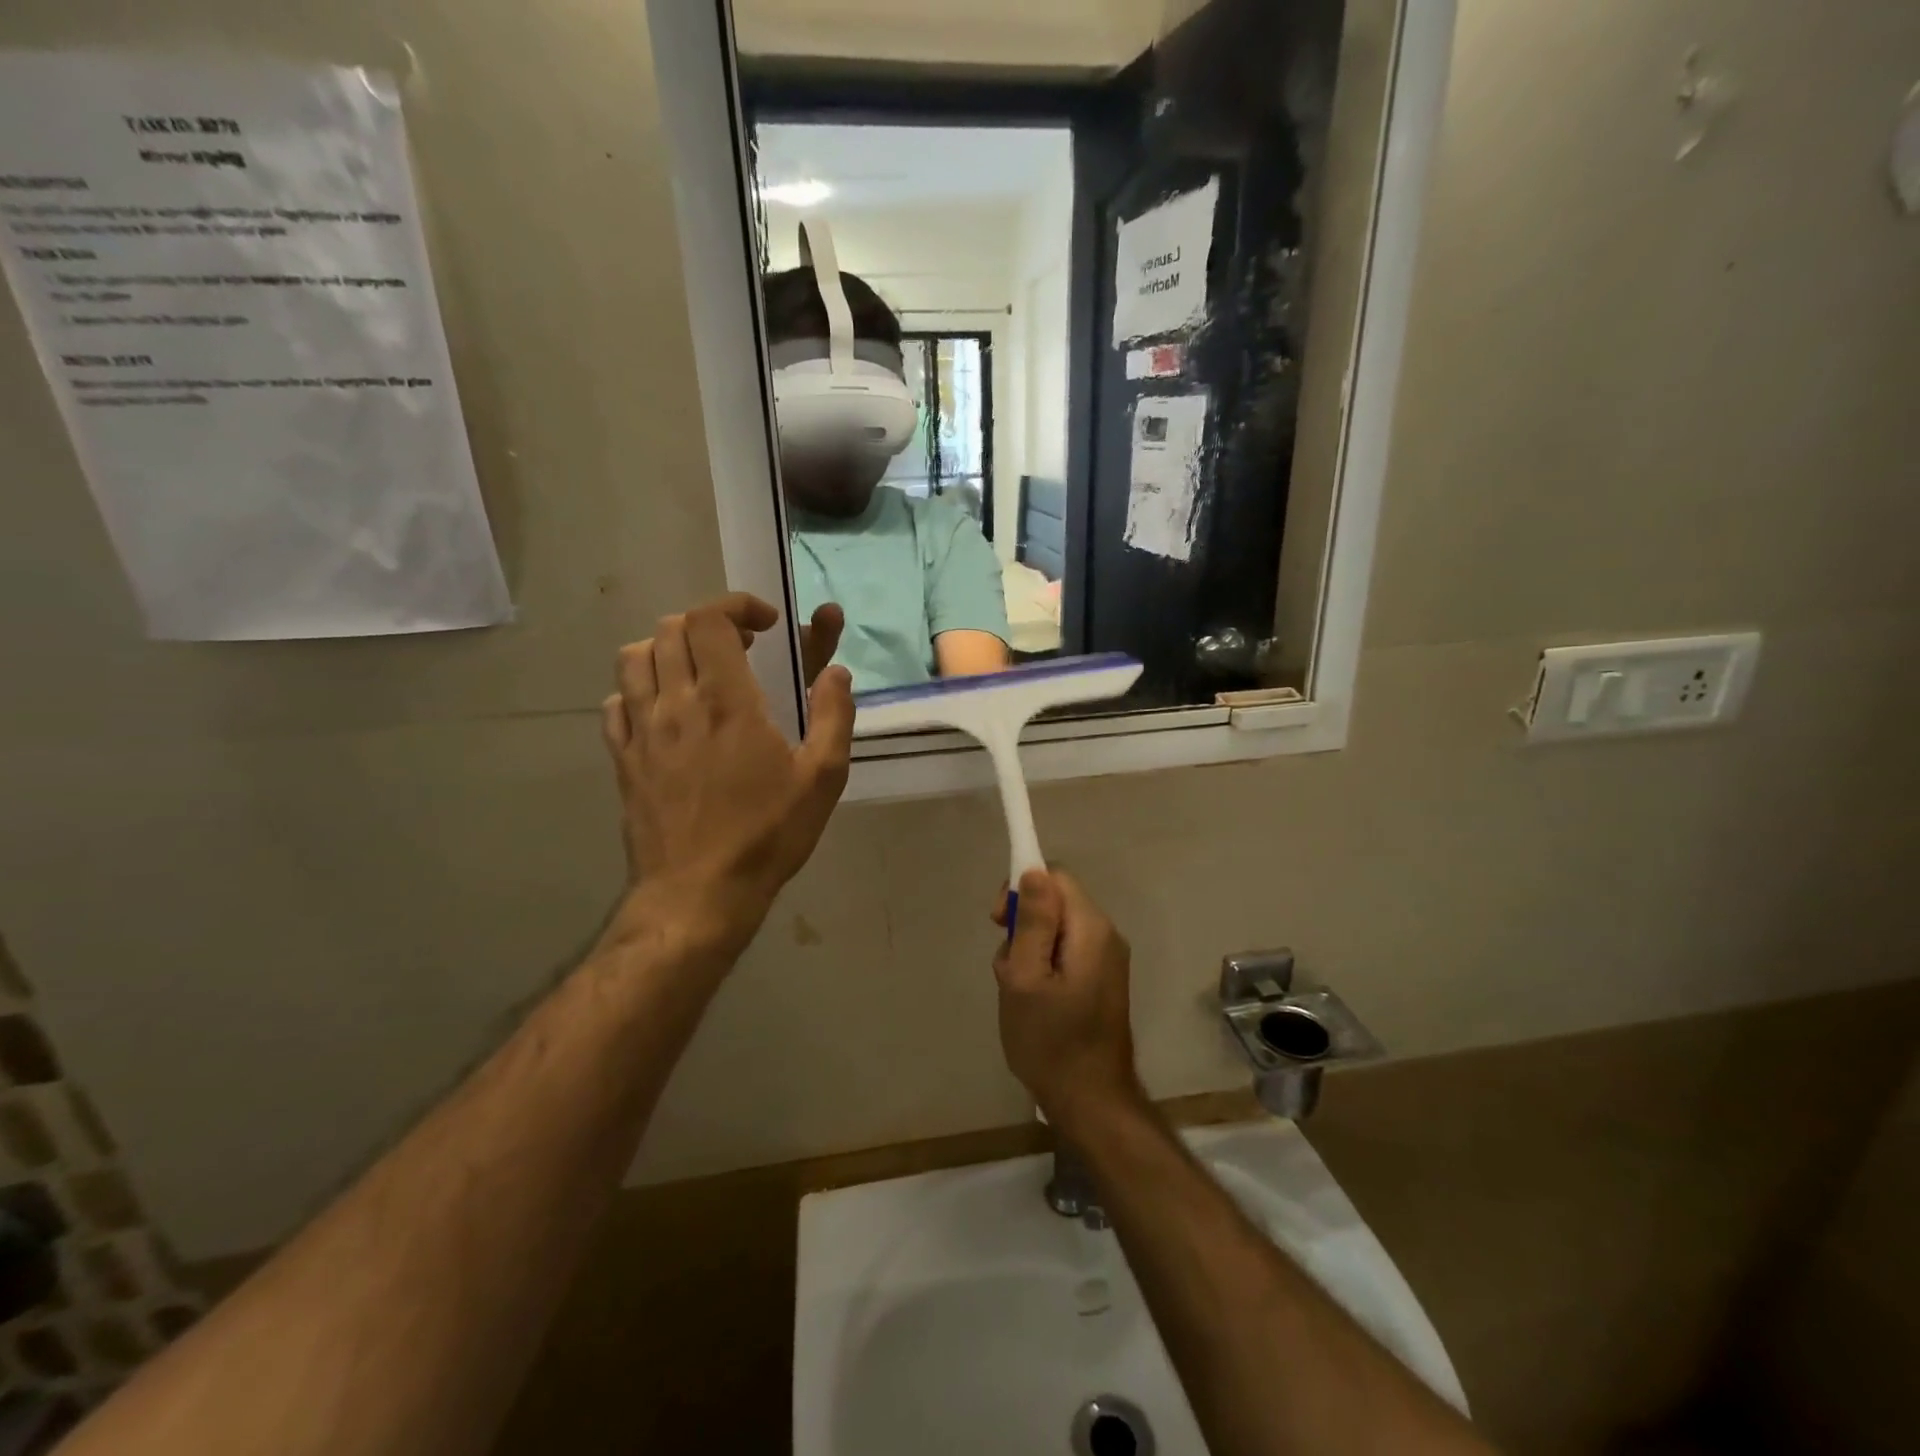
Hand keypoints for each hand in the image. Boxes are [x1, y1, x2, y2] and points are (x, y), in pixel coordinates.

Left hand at [602, 592, 853, 953]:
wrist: (698, 893)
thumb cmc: (767, 835)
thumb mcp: (823, 779)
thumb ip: (833, 717)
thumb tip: (836, 672)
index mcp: (727, 701)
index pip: (710, 620)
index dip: (737, 606)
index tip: (767, 624)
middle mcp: (676, 703)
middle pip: (670, 629)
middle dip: (708, 625)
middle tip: (741, 649)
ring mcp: (642, 731)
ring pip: (634, 658)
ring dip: (668, 649)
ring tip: (698, 672)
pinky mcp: (623, 759)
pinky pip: (616, 703)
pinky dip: (639, 690)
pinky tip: (664, 712)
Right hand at [991, 868, 1143, 1128]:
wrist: (1091, 1101)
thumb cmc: (1051, 1041)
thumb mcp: (1026, 978)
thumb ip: (1032, 921)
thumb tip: (1034, 871)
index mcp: (1091, 929)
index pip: (1055, 876)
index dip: (1022, 888)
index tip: (999, 922)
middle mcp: (1106, 935)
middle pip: (1056, 901)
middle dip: (1024, 925)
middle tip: (1007, 966)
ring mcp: (1107, 959)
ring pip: (1057, 929)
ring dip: (1030, 950)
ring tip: (1018, 990)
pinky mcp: (1101, 980)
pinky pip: (1066, 952)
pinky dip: (1044, 966)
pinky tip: (1033, 1001)